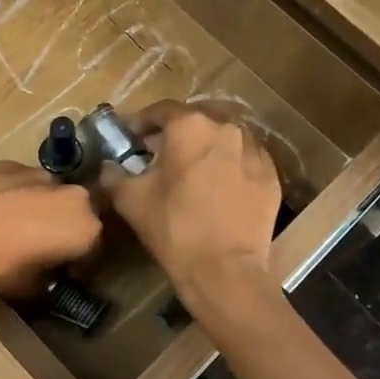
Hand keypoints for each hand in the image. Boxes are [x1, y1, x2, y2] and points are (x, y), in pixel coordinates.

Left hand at [0, 161, 101, 297]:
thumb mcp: (24, 289)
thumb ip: (44, 287)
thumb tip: (44, 287)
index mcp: (86, 227)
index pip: (94, 251)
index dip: (79, 267)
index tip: (61, 277)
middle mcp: (72, 195)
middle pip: (74, 216)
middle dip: (61, 232)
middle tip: (37, 252)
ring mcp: (40, 172)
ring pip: (47, 196)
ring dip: (37, 210)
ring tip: (8, 230)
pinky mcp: (9, 161)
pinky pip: (19, 184)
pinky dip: (11, 196)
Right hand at [102, 101, 281, 298]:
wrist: (224, 269)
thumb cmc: (173, 228)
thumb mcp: (130, 200)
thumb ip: (114, 175)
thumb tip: (108, 166)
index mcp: (189, 126)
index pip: (162, 109)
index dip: (143, 121)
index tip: (133, 136)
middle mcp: (226, 127)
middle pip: (198, 117)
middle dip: (178, 130)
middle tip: (163, 150)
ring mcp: (254, 150)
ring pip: (226, 135)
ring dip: (208, 143)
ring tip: (195, 165)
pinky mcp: (271, 174)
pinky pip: (246, 157)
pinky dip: (231, 162)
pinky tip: (221, 182)